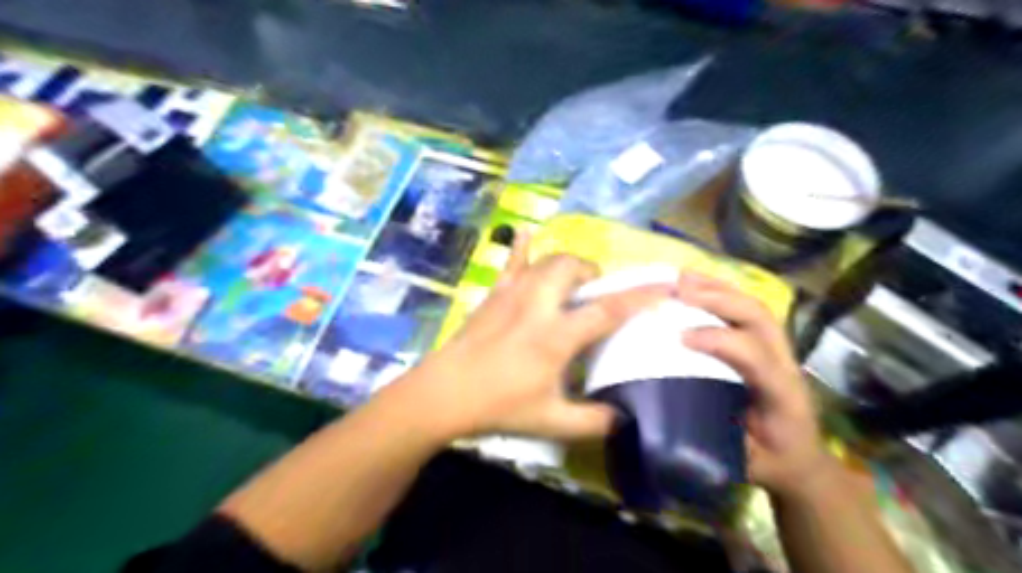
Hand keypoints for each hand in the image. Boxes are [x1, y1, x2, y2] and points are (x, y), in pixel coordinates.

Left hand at [407, 235, 671, 441]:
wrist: (444, 393)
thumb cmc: (499, 406)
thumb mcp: (552, 422)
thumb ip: (594, 421)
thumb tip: (624, 418)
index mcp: (556, 336)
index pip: (607, 310)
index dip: (640, 296)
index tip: (664, 285)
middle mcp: (537, 305)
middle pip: (573, 268)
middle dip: (594, 275)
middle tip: (596, 295)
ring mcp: (512, 294)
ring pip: (548, 261)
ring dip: (569, 265)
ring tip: (573, 283)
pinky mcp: (494, 294)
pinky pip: (511, 263)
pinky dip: (522, 247)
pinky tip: (525, 233)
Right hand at [676, 274, 833, 496]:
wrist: (804, 459)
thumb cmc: (771, 462)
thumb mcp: (743, 462)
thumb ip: (712, 440)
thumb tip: (666, 414)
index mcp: (781, 397)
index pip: (756, 358)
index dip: (720, 342)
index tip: (680, 338)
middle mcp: (785, 364)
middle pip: (759, 318)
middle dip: (718, 300)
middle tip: (678, 292)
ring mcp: (780, 351)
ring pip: (754, 307)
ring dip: (717, 289)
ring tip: (681, 279)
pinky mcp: (770, 345)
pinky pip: (748, 310)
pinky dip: (721, 292)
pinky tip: (695, 284)